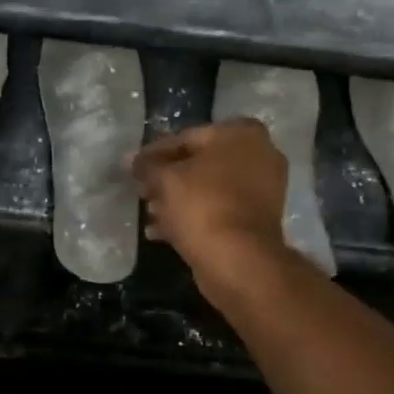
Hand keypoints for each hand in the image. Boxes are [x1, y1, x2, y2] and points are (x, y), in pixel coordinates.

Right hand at [131, 119, 293, 304]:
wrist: (238, 260)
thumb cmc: (202, 205)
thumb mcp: (165, 179)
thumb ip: (146, 166)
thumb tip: (130, 160)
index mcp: (241, 134)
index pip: (186, 137)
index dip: (155, 153)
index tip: (133, 168)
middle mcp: (260, 155)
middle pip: (200, 163)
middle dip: (167, 178)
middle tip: (141, 192)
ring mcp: (263, 190)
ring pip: (209, 189)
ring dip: (177, 199)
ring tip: (149, 213)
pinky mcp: (257, 220)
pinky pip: (218, 210)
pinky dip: (193, 216)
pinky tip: (161, 231)